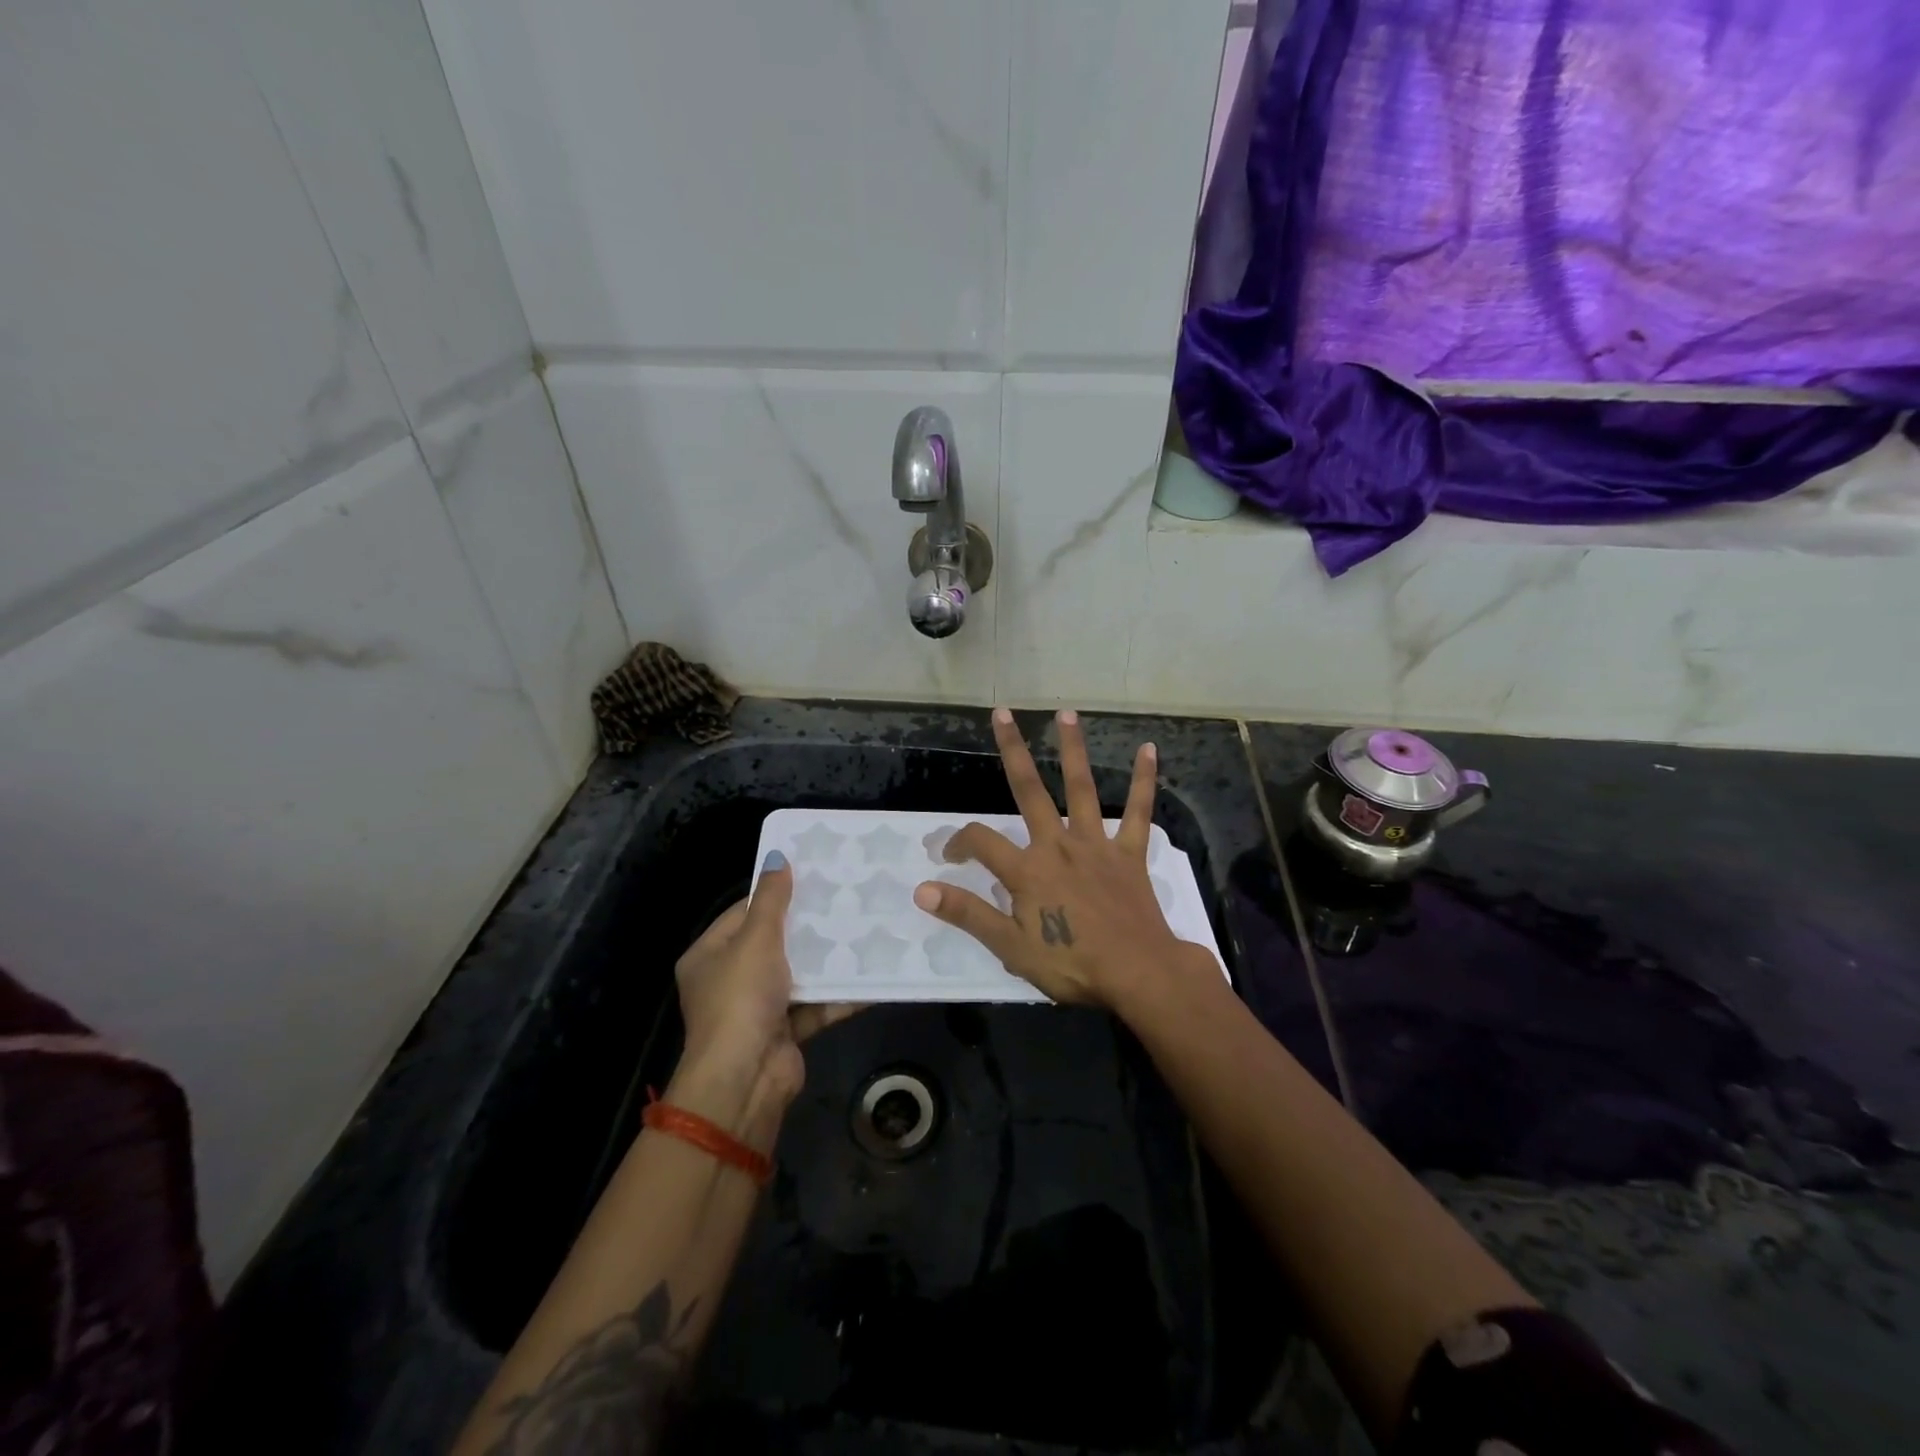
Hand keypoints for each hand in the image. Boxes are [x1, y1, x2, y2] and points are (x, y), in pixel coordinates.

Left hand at [670, 854, 856, 1146]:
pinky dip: (839, 993)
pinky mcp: (786, 1030)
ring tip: (865, 927)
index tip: (812, 875)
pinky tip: (872, 973)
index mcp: (709, 955)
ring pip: (799, 973)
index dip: (775, 894)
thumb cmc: (741, 999)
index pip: (744, 913)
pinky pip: (816, 1003)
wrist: (745, 1080)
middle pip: (774, 942)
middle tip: (846, 897)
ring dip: (828, 958)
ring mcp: (759, 1008)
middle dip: (808, 925)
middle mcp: (730, 980)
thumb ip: (772, 900)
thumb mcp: (755, 940)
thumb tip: (777, 856)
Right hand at [912, 708, 1204, 1008]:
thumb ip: (967, 914)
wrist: (1138, 974)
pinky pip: (1138, 812)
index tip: (949, 856)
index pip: (980, 842)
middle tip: (1003, 712)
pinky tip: (1149, 750)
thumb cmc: (1072, 964)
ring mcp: (1095, 844)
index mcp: (1027, 869)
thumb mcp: (1010, 947)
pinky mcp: (1128, 853)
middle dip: (1013, 750)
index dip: (958, 842)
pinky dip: (1144, 781)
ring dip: (1072, 749)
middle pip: (1029, 790)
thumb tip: (922, 889)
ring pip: (1081, 788)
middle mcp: (1058, 845)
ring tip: (1066, 713)